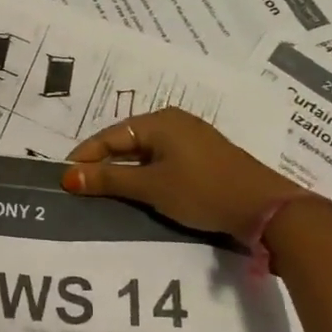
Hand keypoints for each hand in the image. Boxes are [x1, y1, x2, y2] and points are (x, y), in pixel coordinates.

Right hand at [62, 107, 302, 236]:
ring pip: (144, 154)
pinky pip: (161, 161)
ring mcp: (191, 140)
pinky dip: (144, 175)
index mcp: (159, 121)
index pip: (109, 137)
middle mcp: (174, 122)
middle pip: (126, 142)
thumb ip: (108, 180)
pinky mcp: (203, 158)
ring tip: (103, 192)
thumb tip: (68, 178)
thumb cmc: (203, 191)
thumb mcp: (151, 187)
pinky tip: (137, 192)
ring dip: (123, 172)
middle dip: (102, 164)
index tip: (64, 179)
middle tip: (80, 187)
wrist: (267, 210)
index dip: (84, 158)